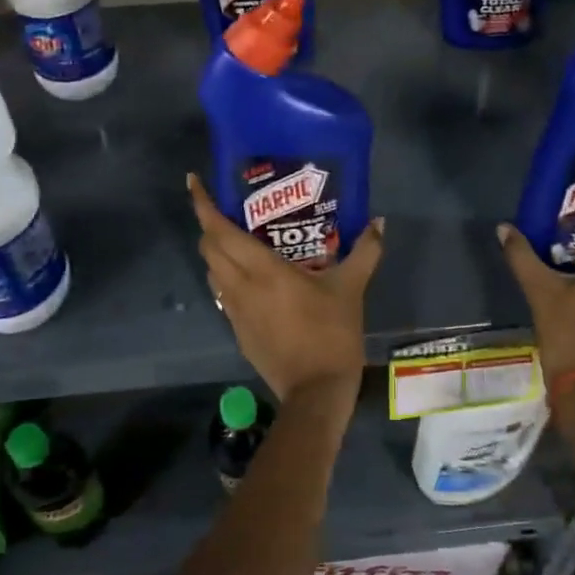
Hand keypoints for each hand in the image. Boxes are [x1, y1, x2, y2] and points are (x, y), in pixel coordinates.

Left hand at [187, 174, 384, 409]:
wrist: (316, 392)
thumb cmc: (331, 334)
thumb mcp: (351, 288)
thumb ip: (365, 252)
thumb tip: (379, 222)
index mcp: (261, 270)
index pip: (219, 231)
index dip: (202, 204)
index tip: (194, 182)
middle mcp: (239, 286)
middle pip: (208, 248)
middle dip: (209, 224)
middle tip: (228, 209)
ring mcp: (234, 311)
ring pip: (212, 272)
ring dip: (216, 251)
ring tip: (238, 239)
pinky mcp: (238, 331)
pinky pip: (223, 294)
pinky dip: (227, 277)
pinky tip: (251, 278)